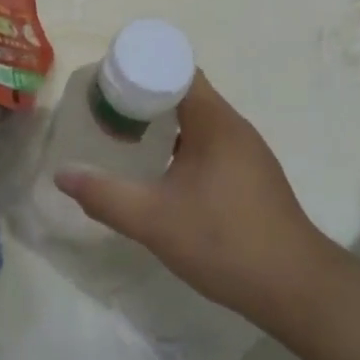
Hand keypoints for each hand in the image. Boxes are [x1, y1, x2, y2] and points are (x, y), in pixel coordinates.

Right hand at [55, 71, 338, 321]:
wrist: (297, 290)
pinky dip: (179, 143)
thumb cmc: (225, 242)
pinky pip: (208, 142)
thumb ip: (105, 196)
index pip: (176, 70)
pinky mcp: (251, 176)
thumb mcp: (154, 220)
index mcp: (215, 121)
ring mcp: (246, 152)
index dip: (141, 68)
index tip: (106, 81)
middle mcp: (233, 127)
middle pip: (184, 92)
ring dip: (161, 122)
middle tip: (105, 109)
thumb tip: (61, 175)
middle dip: (143, 96)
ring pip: (196, 120)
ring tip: (124, 135)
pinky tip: (160, 169)